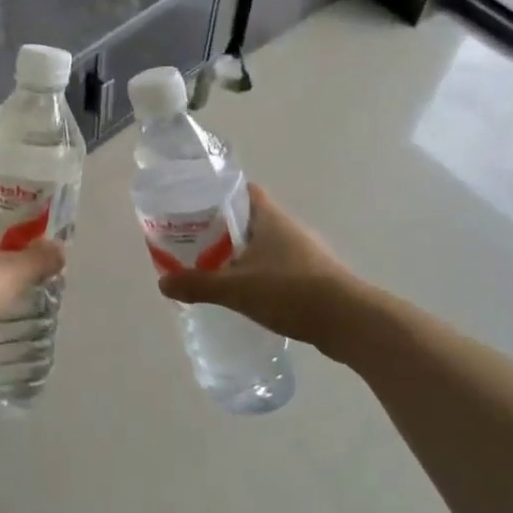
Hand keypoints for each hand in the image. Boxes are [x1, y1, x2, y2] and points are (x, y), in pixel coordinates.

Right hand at [156, 184, 370, 353]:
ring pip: (266, 245)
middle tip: (196, 243)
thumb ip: (198, 284)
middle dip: (225, 229)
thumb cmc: (290, 291)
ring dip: (244, 254)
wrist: (349, 321)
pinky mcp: (315, 276)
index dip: (219, 194)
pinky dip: (262, 275)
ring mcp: (306, 252)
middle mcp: (288, 227)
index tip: (195, 207)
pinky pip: (279, 267)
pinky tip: (248, 294)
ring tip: (217, 270)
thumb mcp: (235, 288)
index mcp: (270, 217)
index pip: (243, 190)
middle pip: (251, 218)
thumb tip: (162, 283)